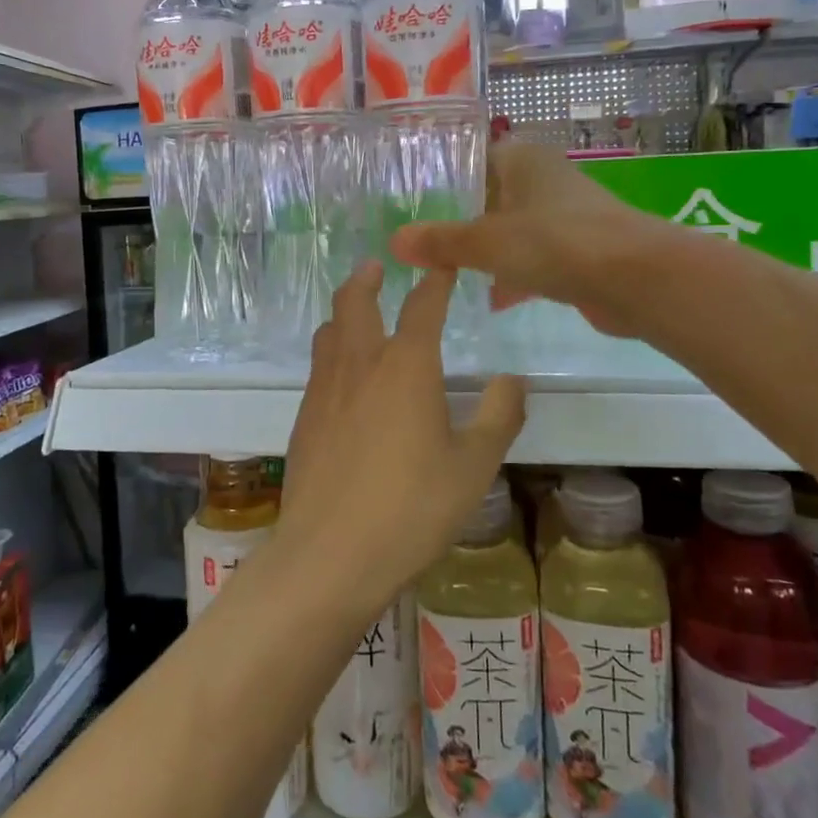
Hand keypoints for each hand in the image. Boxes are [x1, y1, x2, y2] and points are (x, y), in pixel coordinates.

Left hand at [276, 264, 524, 618]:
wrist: (330, 552)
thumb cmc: (412, 508)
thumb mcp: (473, 467)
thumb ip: (498, 417)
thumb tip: (513, 379)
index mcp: (406, 366)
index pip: (422, 307)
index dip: (435, 281)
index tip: (442, 264)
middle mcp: (360, 364)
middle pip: (355, 302)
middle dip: (367, 279)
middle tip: (376, 266)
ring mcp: (324, 389)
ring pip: (329, 331)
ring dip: (344, 311)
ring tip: (355, 310)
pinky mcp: (304, 417)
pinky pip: (318, 366)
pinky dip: (332, 349)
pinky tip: (342, 375)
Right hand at [389, 140, 671, 338]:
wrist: (638, 279)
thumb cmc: (556, 242)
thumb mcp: (487, 242)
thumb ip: (441, 242)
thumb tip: (395, 242)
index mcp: (523, 160)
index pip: (473, 158)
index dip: (444, 179)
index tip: (413, 203)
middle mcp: (544, 181)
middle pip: (490, 197)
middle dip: (461, 222)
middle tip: (422, 243)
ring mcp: (565, 217)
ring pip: (512, 230)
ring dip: (486, 252)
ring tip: (447, 273)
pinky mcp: (580, 251)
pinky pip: (535, 258)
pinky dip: (515, 275)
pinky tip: (494, 299)